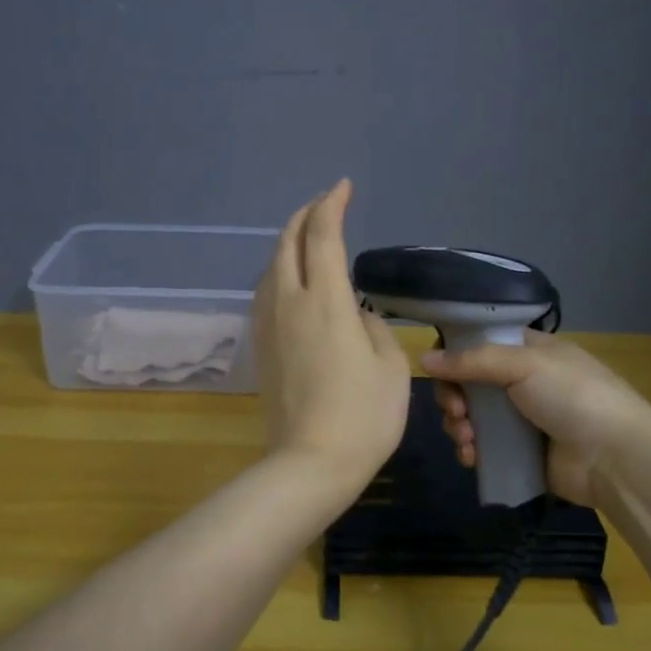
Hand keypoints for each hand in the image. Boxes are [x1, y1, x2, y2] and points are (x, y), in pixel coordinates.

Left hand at [252, 180, 410, 490]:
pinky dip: (278, 272)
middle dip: (304, 216)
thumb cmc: (363, 416)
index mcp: (326, 302)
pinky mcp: (260, 348)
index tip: (343, 187)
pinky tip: (290, 280)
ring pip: (270, 267)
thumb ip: (374, 328)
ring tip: (306, 237)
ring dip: (287, 243)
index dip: (332, 205)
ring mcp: (269, 326)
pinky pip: (265, 293)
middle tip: (323, 205)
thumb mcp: (390, 367)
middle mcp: (290, 303)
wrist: (310, 464)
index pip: (324, 236)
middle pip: (288, 243)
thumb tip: (355, 315)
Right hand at [421, 332, 648, 506]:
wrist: (614, 457)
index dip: (455, 353)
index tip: (440, 368)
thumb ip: (472, 360)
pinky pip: (481, 446)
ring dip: (459, 425)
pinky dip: (469, 449)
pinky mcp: (518, 452)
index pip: (480, 342)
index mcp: (529, 351)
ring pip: (470, 416)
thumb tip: (424, 358)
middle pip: (468, 382)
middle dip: (453, 396)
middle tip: (456, 410)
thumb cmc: (573, 396)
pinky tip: (470, 456)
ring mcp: (520, 418)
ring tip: (467, 438)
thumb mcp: (524, 365)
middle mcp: (522, 381)